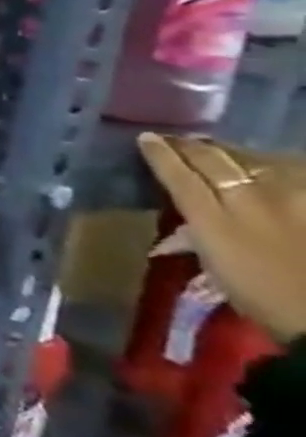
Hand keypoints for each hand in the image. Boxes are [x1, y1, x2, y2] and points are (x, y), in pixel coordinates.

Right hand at [138, 132, 305, 342]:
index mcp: (214, 219)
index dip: (159, 153)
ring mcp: (293, 199)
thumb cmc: (265, 298)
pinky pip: (294, 173)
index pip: (178, 173)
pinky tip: (271, 165)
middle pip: (215, 160)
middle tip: (179, 140)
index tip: (146, 139)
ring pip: (257, 159)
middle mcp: (250, 200)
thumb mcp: (217, 268)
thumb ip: (195, 237)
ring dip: (235, 152)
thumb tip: (178, 224)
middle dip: (193, 146)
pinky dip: (277, 165)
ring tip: (224, 151)